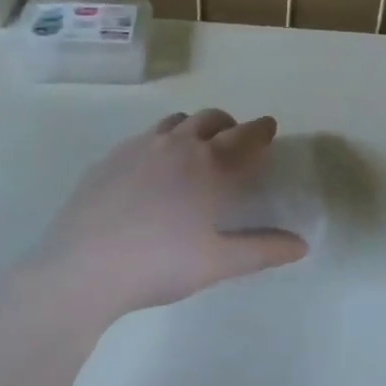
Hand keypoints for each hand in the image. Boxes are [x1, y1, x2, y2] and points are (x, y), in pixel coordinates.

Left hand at [33, 110, 306, 317]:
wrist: (83, 267)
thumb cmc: (159, 264)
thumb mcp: (218, 263)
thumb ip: (262, 250)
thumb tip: (302, 245)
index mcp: (207, 165)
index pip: (243, 137)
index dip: (260, 130)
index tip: (269, 126)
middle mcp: (175, 145)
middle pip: (209, 119)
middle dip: (228, 124)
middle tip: (234, 139)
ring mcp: (137, 147)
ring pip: (173, 122)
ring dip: (192, 128)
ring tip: (194, 148)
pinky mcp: (108, 158)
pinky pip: (142, 137)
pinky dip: (159, 142)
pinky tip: (151, 169)